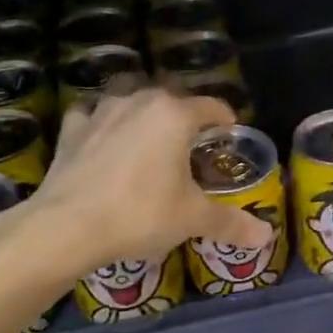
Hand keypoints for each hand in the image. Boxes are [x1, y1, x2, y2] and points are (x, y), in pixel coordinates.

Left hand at [31, 87, 269, 270]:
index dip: (225, 119)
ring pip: (129, 97)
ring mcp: (102, 112)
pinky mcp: (72, 130)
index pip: (211, 106)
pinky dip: (100, 121)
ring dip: (142, 109)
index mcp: (175, 116)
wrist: (66, 227)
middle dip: (185, 113)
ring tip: (148, 132)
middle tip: (192, 140)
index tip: (230, 131)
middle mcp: (140, 102)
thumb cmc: (140, 214)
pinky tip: (102, 136)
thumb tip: (266, 235)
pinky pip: (91, 114)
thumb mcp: (192, 219)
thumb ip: (230, 223)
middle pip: (171, 97)